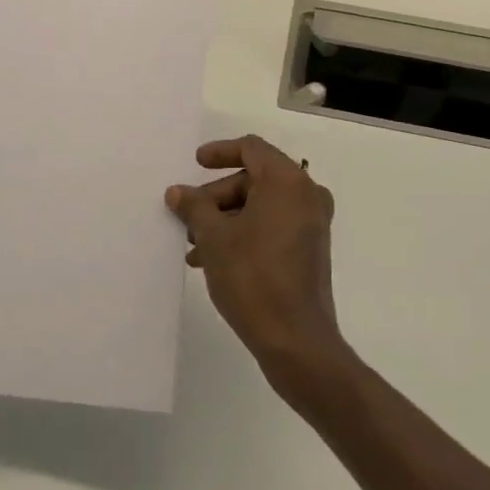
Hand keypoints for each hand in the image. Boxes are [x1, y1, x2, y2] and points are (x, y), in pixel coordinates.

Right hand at [166, 135, 346, 390]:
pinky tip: (215, 260)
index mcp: (287, 181)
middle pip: (254, 178)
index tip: (195, 164)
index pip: (251, 148)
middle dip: (217, 196)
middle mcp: (306, 194)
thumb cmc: (253, 278)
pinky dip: (245, 233)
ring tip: (195, 247)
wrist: (296, 341)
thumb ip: (195, 207)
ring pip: (261, 205)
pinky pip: (273, 225)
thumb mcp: (215, 238)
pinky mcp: (310, 248)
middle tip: (188, 219)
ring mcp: (312, 223)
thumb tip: (178, 191)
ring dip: (226, 219)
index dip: (219, 152)